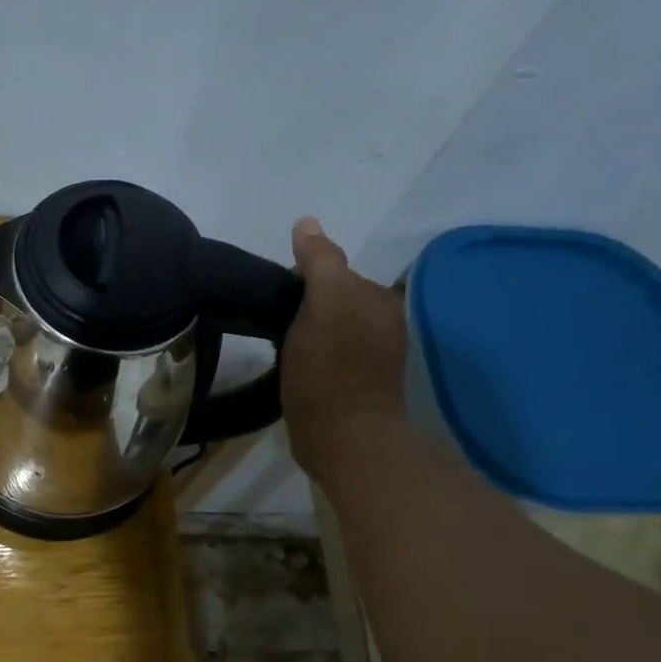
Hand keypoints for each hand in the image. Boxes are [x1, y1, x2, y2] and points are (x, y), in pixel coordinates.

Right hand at [280, 217, 409, 480]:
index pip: (335, 271)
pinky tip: (295, 369)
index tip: (279, 297)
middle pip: (332, 300)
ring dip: (306, 332)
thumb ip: (319, 260)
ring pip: (330, 328)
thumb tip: (306, 222)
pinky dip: (311, 357)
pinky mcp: (356, 387)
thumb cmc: (332, 368)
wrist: (344, 439)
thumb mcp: (324, 303)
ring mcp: (372, 358)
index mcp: (381, 300)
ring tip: (282, 348)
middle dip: (305, 305)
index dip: (303, 279)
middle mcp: (384, 324)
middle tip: (276, 324)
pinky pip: (329, 356)